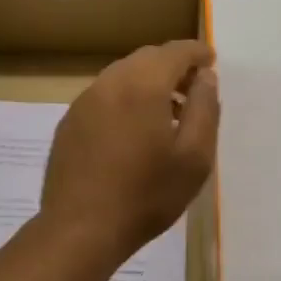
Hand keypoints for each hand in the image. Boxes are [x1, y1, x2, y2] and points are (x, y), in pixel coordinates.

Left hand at [40, 41, 218, 265]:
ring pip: (121, 76)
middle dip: (172, 66)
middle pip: (145, 59)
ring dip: (147, 83)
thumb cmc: (146, 196)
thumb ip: (204, 109)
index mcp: (142, 85)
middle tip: (193, 89)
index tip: (211, 61)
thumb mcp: (194, 157)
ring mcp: (83, 102)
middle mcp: (109, 83)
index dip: (196, 53)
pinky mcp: (68, 123)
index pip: (174, 52)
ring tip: (167, 113)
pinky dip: (124, 100)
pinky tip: (133, 132)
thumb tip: (205, 77)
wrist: (81, 229)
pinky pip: (103, 97)